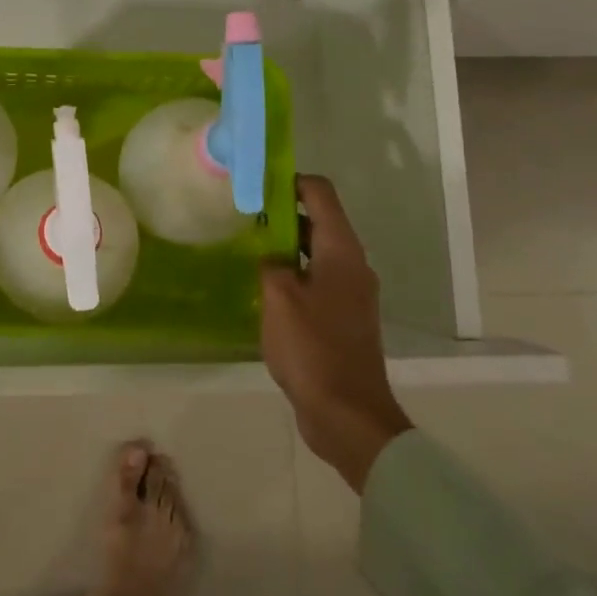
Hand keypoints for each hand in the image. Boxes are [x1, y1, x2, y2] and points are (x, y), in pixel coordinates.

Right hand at [261, 175, 413, 493]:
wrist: (347, 415)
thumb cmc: (312, 349)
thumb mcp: (278, 297)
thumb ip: (270, 263)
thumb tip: (270, 255)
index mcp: (342, 252)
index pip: (321, 193)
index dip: (291, 181)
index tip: (257, 184)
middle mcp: (352, 266)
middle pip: (319, 221)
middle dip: (283, 213)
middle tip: (244, 217)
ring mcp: (350, 294)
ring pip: (316, 253)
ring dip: (285, 246)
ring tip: (248, 250)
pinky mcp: (343, 319)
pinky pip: (316, 281)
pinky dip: (293, 274)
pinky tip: (265, 289)